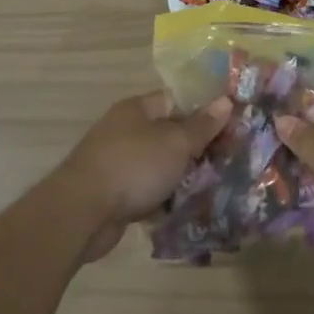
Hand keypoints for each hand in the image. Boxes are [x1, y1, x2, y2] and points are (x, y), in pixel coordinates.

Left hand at [60, 92, 230, 261]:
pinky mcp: (114, 193)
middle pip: (169, 133)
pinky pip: (148, 189)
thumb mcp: (175, 143)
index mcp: (138, 109)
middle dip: (196, 147)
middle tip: (228, 158)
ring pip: (159, 163)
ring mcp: (117, 162)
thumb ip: (201, 125)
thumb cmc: (133, 166)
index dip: (204, 110)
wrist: (82, 213)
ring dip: (181, 175)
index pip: (177, 100)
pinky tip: (187, 207)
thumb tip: (225, 100)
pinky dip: (164, 196)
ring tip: (214, 185)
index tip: (231, 125)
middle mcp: (125, 130)